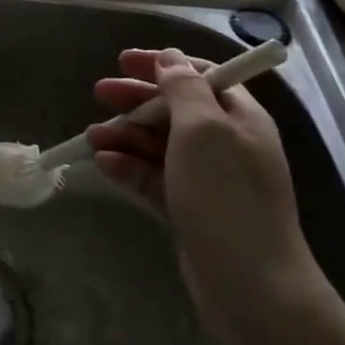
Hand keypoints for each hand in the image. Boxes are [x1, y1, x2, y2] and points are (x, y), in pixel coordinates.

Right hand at [86, 48, 326, 344]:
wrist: (252, 287)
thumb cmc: (227, 196)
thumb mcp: (203, 130)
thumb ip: (184, 89)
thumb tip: (170, 58)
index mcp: (240, 118)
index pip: (202, 75)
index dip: (164, 65)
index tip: (124, 61)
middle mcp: (226, 144)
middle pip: (176, 108)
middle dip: (137, 99)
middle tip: (100, 93)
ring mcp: (208, 179)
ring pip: (160, 144)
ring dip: (126, 135)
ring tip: (92, 136)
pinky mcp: (190, 209)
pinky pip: (154, 178)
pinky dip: (129, 167)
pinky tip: (103, 163)